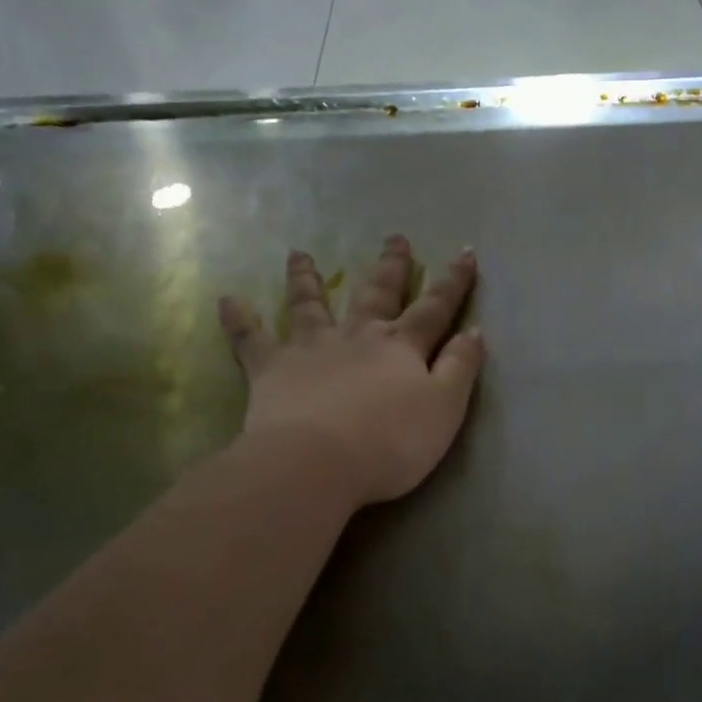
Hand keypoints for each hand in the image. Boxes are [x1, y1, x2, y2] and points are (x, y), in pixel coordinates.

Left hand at [218, 238, 484, 508]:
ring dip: (307, 279)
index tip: (464, 253)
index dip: (453, 282)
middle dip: (390, 267)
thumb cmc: (391, 442)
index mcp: (401, 347)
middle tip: (395, 238)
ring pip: (310, 305)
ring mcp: (311, 349)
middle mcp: (357, 336)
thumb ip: (461, 367)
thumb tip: (475, 330)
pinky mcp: (271, 370)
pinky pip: (251, 339)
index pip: (434, 307)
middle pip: (376, 294)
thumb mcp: (445, 408)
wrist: (317, 463)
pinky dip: (240, 319)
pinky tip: (227, 300)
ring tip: (300, 254)